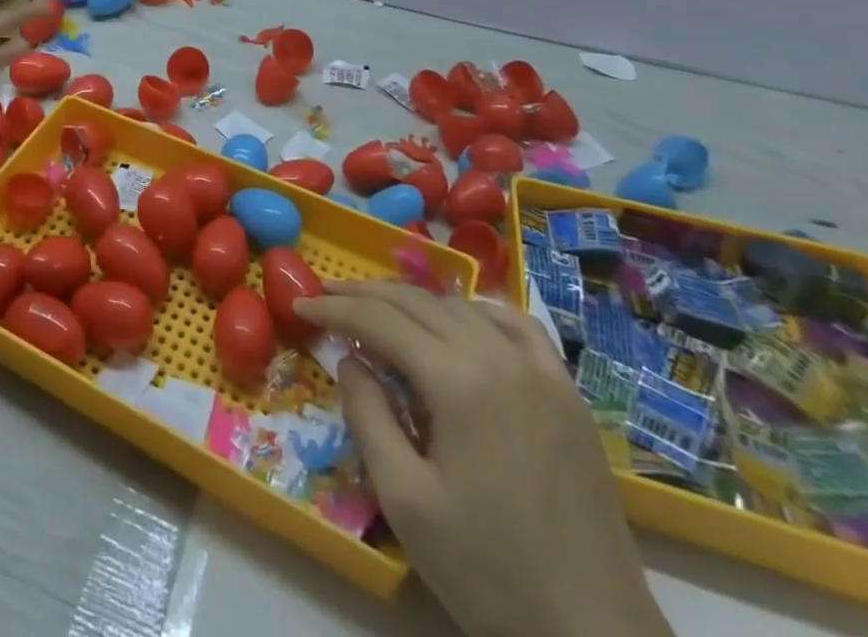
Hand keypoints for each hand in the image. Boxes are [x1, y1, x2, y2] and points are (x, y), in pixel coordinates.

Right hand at [294, 283, 671, 636]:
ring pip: (461, 307)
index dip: (334, 309)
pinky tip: (461, 321)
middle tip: (325, 297)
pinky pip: (517, 326)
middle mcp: (498, 356)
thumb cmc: (489, 572)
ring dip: (413, 301)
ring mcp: (540, 370)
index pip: (380, 320)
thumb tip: (350, 360)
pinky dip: (477, 311)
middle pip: (417, 302)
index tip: (299, 305)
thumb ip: (368, 416)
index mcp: (457, 380)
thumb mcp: (405, 500)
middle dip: (365, 295)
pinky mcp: (567, 392)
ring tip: (380, 310)